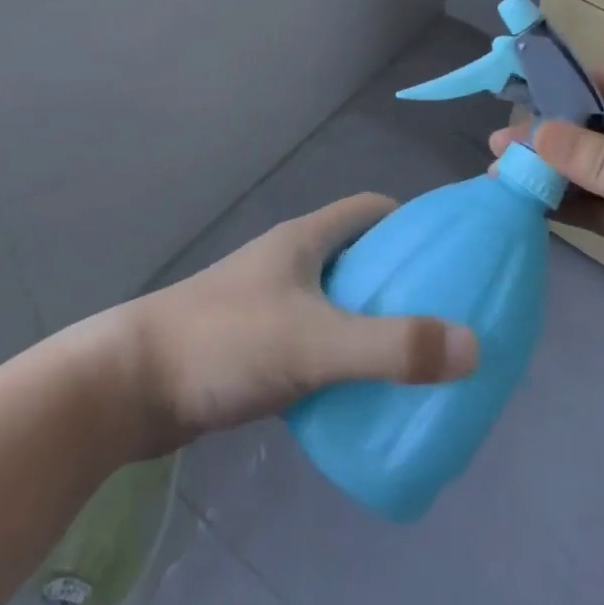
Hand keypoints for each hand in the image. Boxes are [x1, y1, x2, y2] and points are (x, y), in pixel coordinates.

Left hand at [123, 194, 479, 454]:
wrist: (129, 386)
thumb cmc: (226, 342)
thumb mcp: (315, 342)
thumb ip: (391, 347)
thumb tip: (474, 346)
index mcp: (304, 240)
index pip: (368, 210)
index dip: (409, 224)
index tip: (447, 255)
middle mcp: (288, 263)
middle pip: (356, 257)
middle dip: (397, 280)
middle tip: (441, 315)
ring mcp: (268, 304)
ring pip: (334, 302)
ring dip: (368, 322)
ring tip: (409, 358)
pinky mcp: (253, 346)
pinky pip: (313, 341)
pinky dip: (340, 358)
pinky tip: (357, 394)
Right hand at [493, 64, 603, 373]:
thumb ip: (600, 162)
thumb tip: (533, 133)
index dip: (568, 86)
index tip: (518, 96)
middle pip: (596, 128)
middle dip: (550, 137)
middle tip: (499, 148)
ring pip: (593, 170)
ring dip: (552, 174)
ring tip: (500, 178)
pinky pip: (600, 206)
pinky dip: (568, 206)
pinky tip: (529, 207)